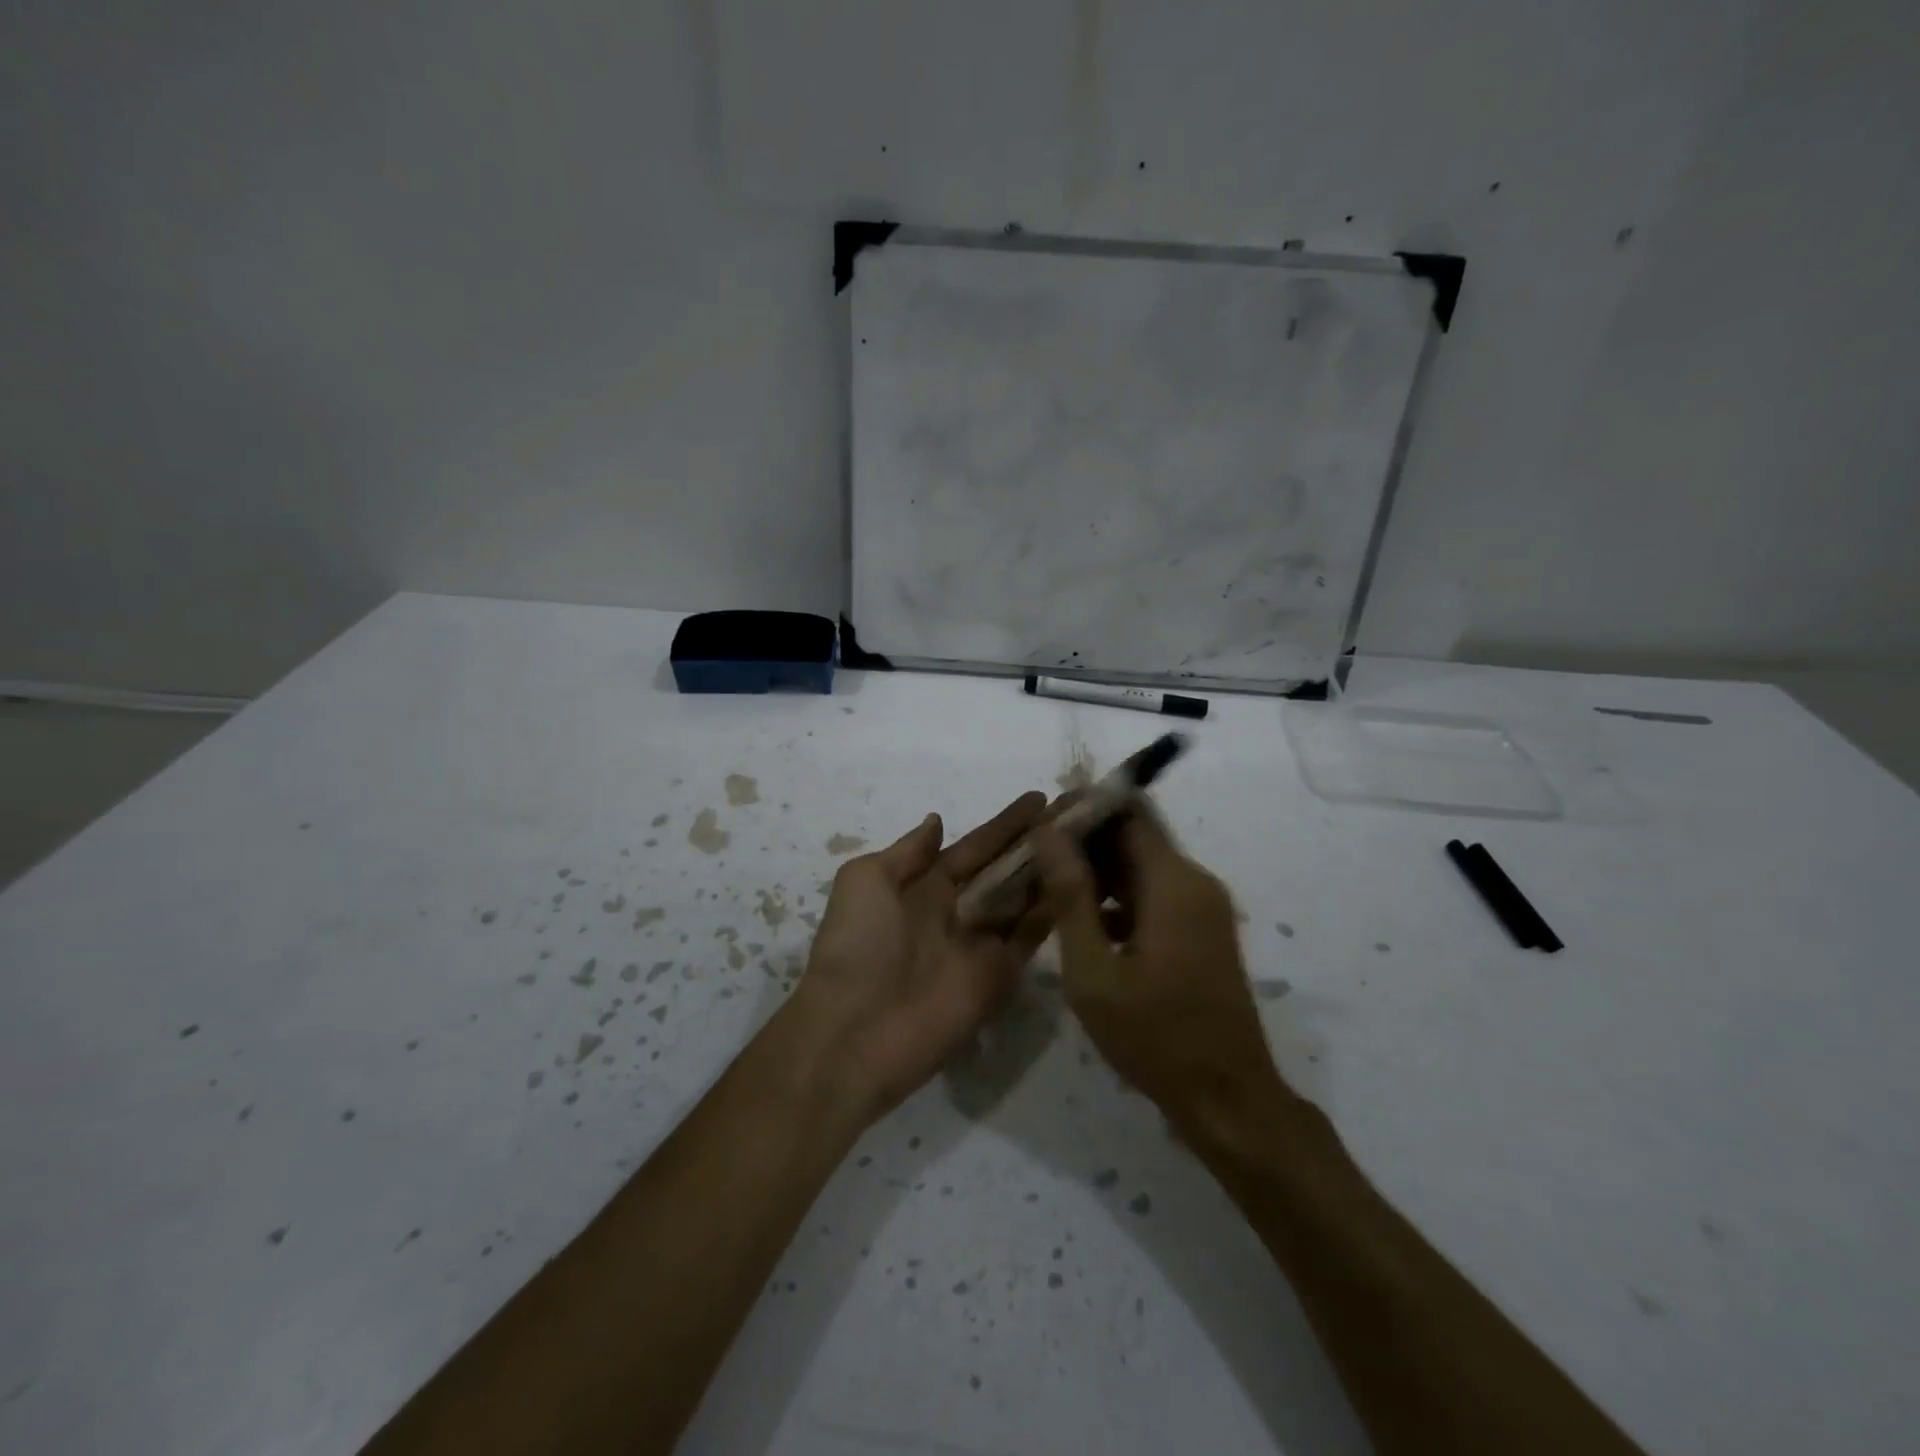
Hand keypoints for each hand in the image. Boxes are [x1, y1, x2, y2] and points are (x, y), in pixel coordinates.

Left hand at [794, 793, 1052, 1119]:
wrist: (855, 1031)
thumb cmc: (856, 945)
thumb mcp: (864, 881)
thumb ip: (906, 852)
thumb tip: (936, 821)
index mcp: (924, 886)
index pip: (974, 847)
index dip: (1005, 824)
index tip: (1040, 798)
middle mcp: (957, 910)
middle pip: (1005, 870)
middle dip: (1036, 843)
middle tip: (1076, 814)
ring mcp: (981, 944)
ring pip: (1024, 899)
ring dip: (1051, 871)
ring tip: (1087, 841)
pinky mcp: (999, 976)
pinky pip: (1031, 938)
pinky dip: (1054, 912)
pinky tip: (1079, 882)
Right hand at [1033, 811, 1288, 1131]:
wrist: (1227, 1099)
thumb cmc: (1154, 1036)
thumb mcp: (1094, 970)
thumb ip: (1069, 896)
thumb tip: (1048, 832)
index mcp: (1173, 882)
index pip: (1127, 813)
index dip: (1083, 809)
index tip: (1041, 823)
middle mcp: (1195, 882)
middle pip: (1134, 837)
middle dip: (1084, 841)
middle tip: (1035, 858)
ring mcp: (1203, 907)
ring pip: (1142, 866)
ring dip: (1098, 871)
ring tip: (1048, 887)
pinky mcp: (1201, 930)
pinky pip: (1154, 894)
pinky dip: (1118, 898)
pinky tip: (1082, 923)